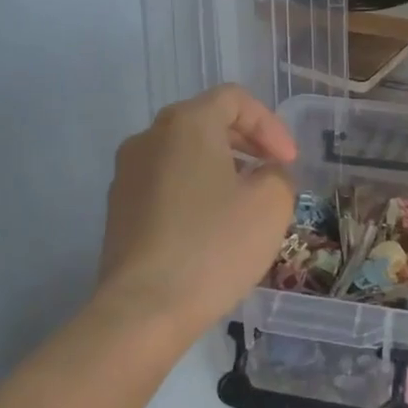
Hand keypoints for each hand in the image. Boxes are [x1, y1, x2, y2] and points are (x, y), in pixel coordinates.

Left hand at [97, 86, 296, 337]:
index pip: (234, 100)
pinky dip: (194, 191)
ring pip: (183, 154)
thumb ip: (278, 175)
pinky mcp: (118, 209)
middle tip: (272, 175)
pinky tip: (211, 228)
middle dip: (246, 144)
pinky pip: (165, 183)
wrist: (144, 308)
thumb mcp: (271, 205)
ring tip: (245, 204)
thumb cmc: (214, 246)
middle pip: (205, 122)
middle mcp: (149, 138)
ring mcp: (127, 174)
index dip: (270, 125)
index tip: (288, 163)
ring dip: (220, 168)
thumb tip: (265, 174)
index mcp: (186, 124)